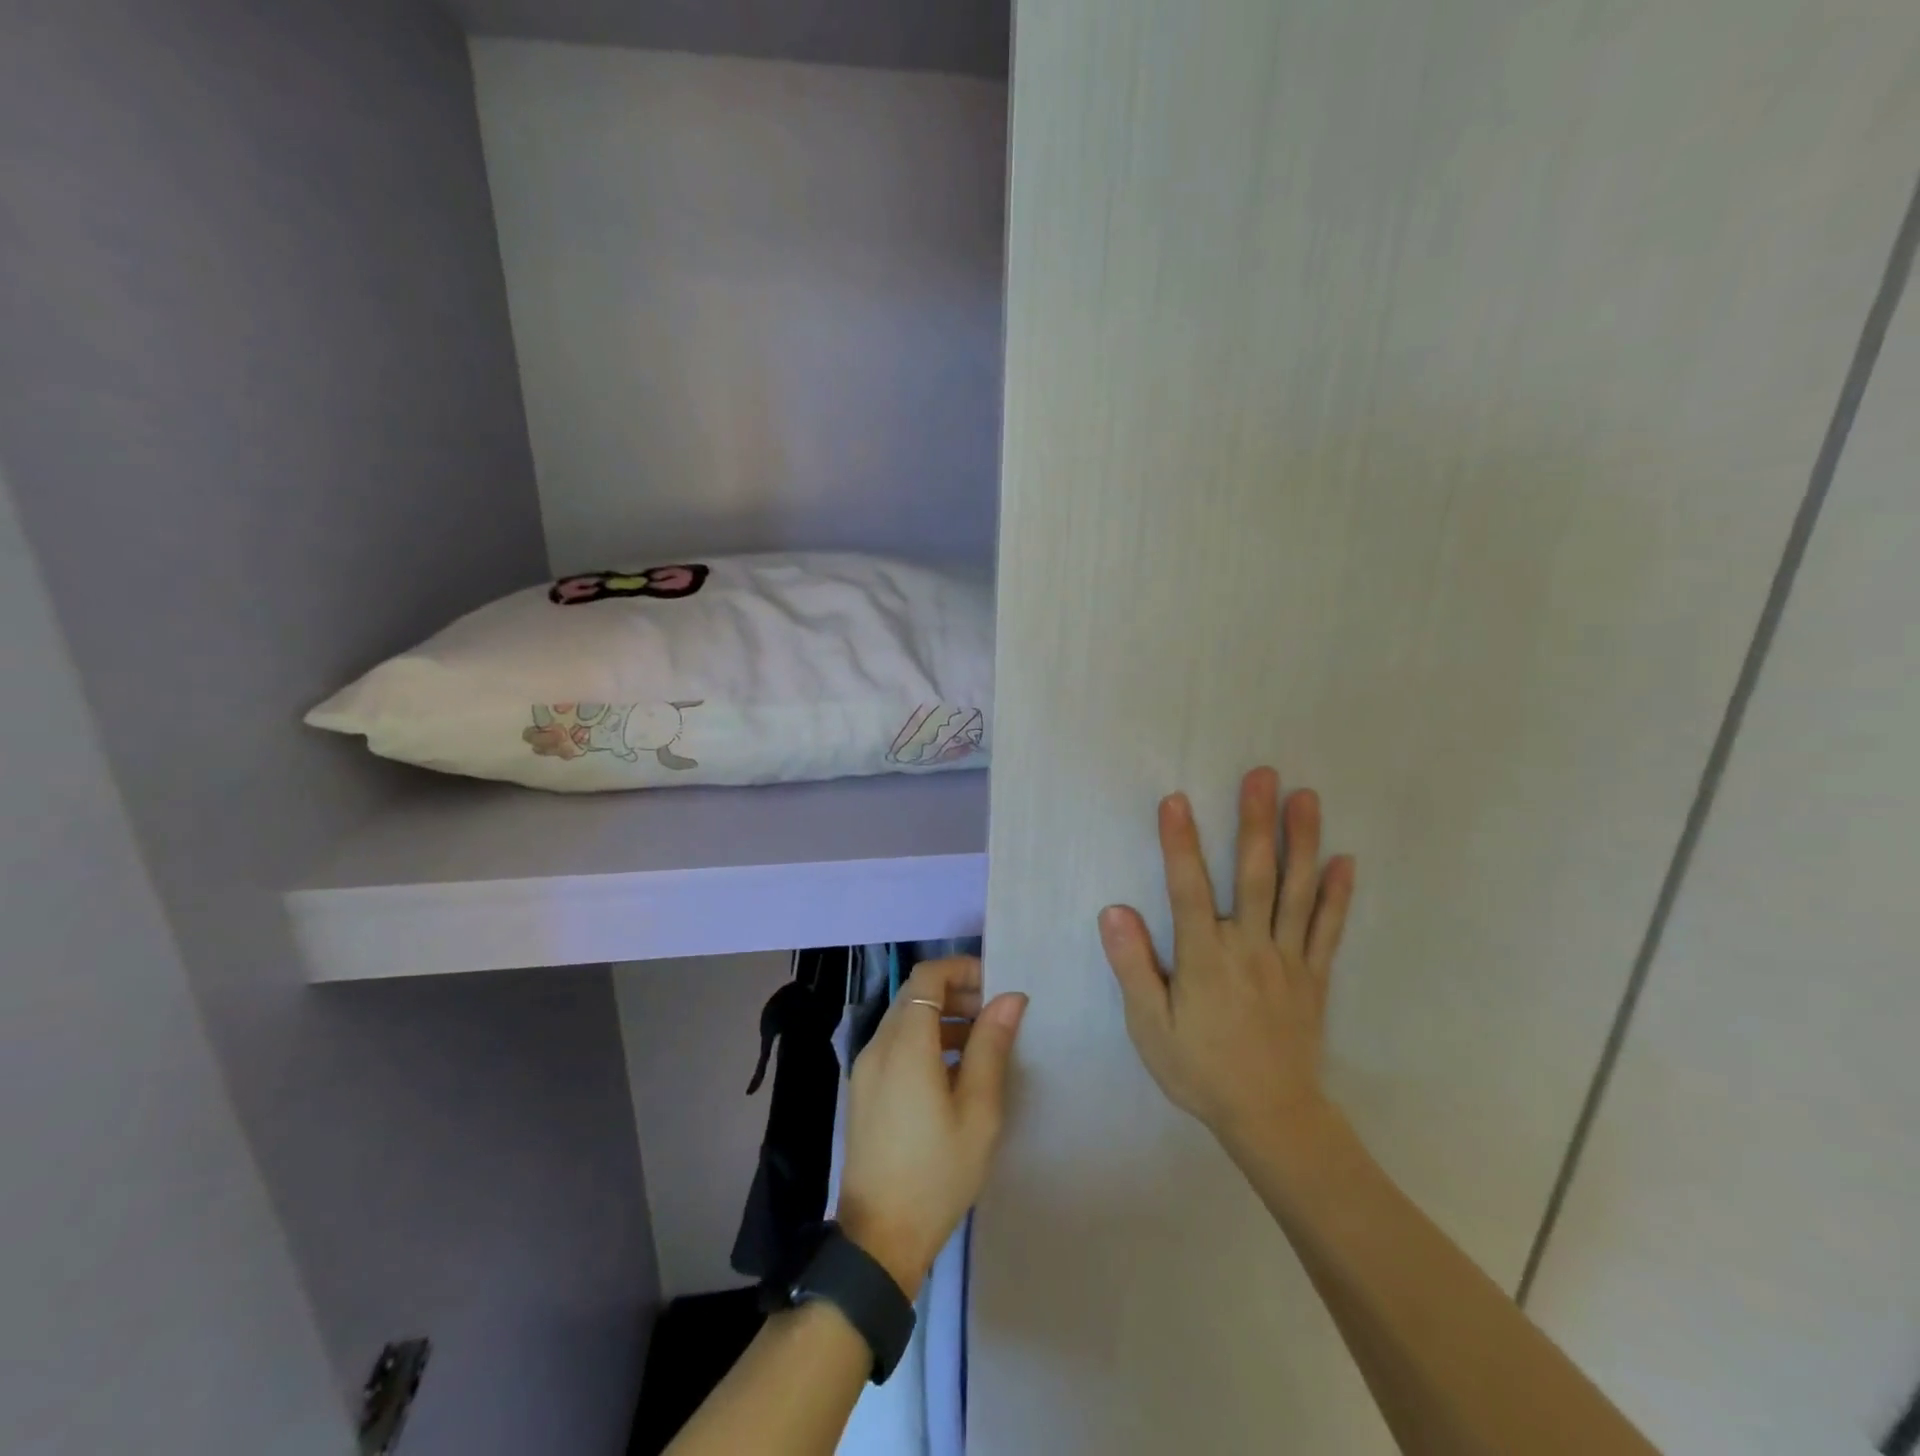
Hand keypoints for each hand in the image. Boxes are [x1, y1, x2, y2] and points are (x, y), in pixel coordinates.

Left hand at [837, 956, 1027, 1298]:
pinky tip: (954, 1073)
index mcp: (905, 1045)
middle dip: (956, 993)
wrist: (880, 1238)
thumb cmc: (937, 1173)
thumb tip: (1010, 998)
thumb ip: (992, 1047)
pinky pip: (896, 1046)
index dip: (961, 969)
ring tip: (982, 1043)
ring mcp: (865, 1068)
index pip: (927, 977)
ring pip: (905, 1020)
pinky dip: (925, 1041)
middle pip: (915, 995)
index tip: (995, 985)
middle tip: (995, 1015)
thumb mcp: (978, 1111)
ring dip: (942, 1018)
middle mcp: (878, 1045)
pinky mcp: (864, 1090)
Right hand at [1099, 768, 1355, 1159]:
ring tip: (1305, 797)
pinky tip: (1345, 860)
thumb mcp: (1150, 1027)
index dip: (1180, 843)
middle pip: (1254, 874)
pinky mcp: (1314, 975)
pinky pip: (1328, 928)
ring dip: (1301, 841)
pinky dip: (1338, 894)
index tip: (1176, 801)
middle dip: (1255, 821)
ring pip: (1296, 891)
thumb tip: (1115, 910)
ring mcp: (1289, 958)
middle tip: (1263, 775)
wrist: (1271, 1117)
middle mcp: (1250, 946)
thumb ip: (1133, 966)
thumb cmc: (1200, 1069)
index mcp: (1206, 957)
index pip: (1188, 888)